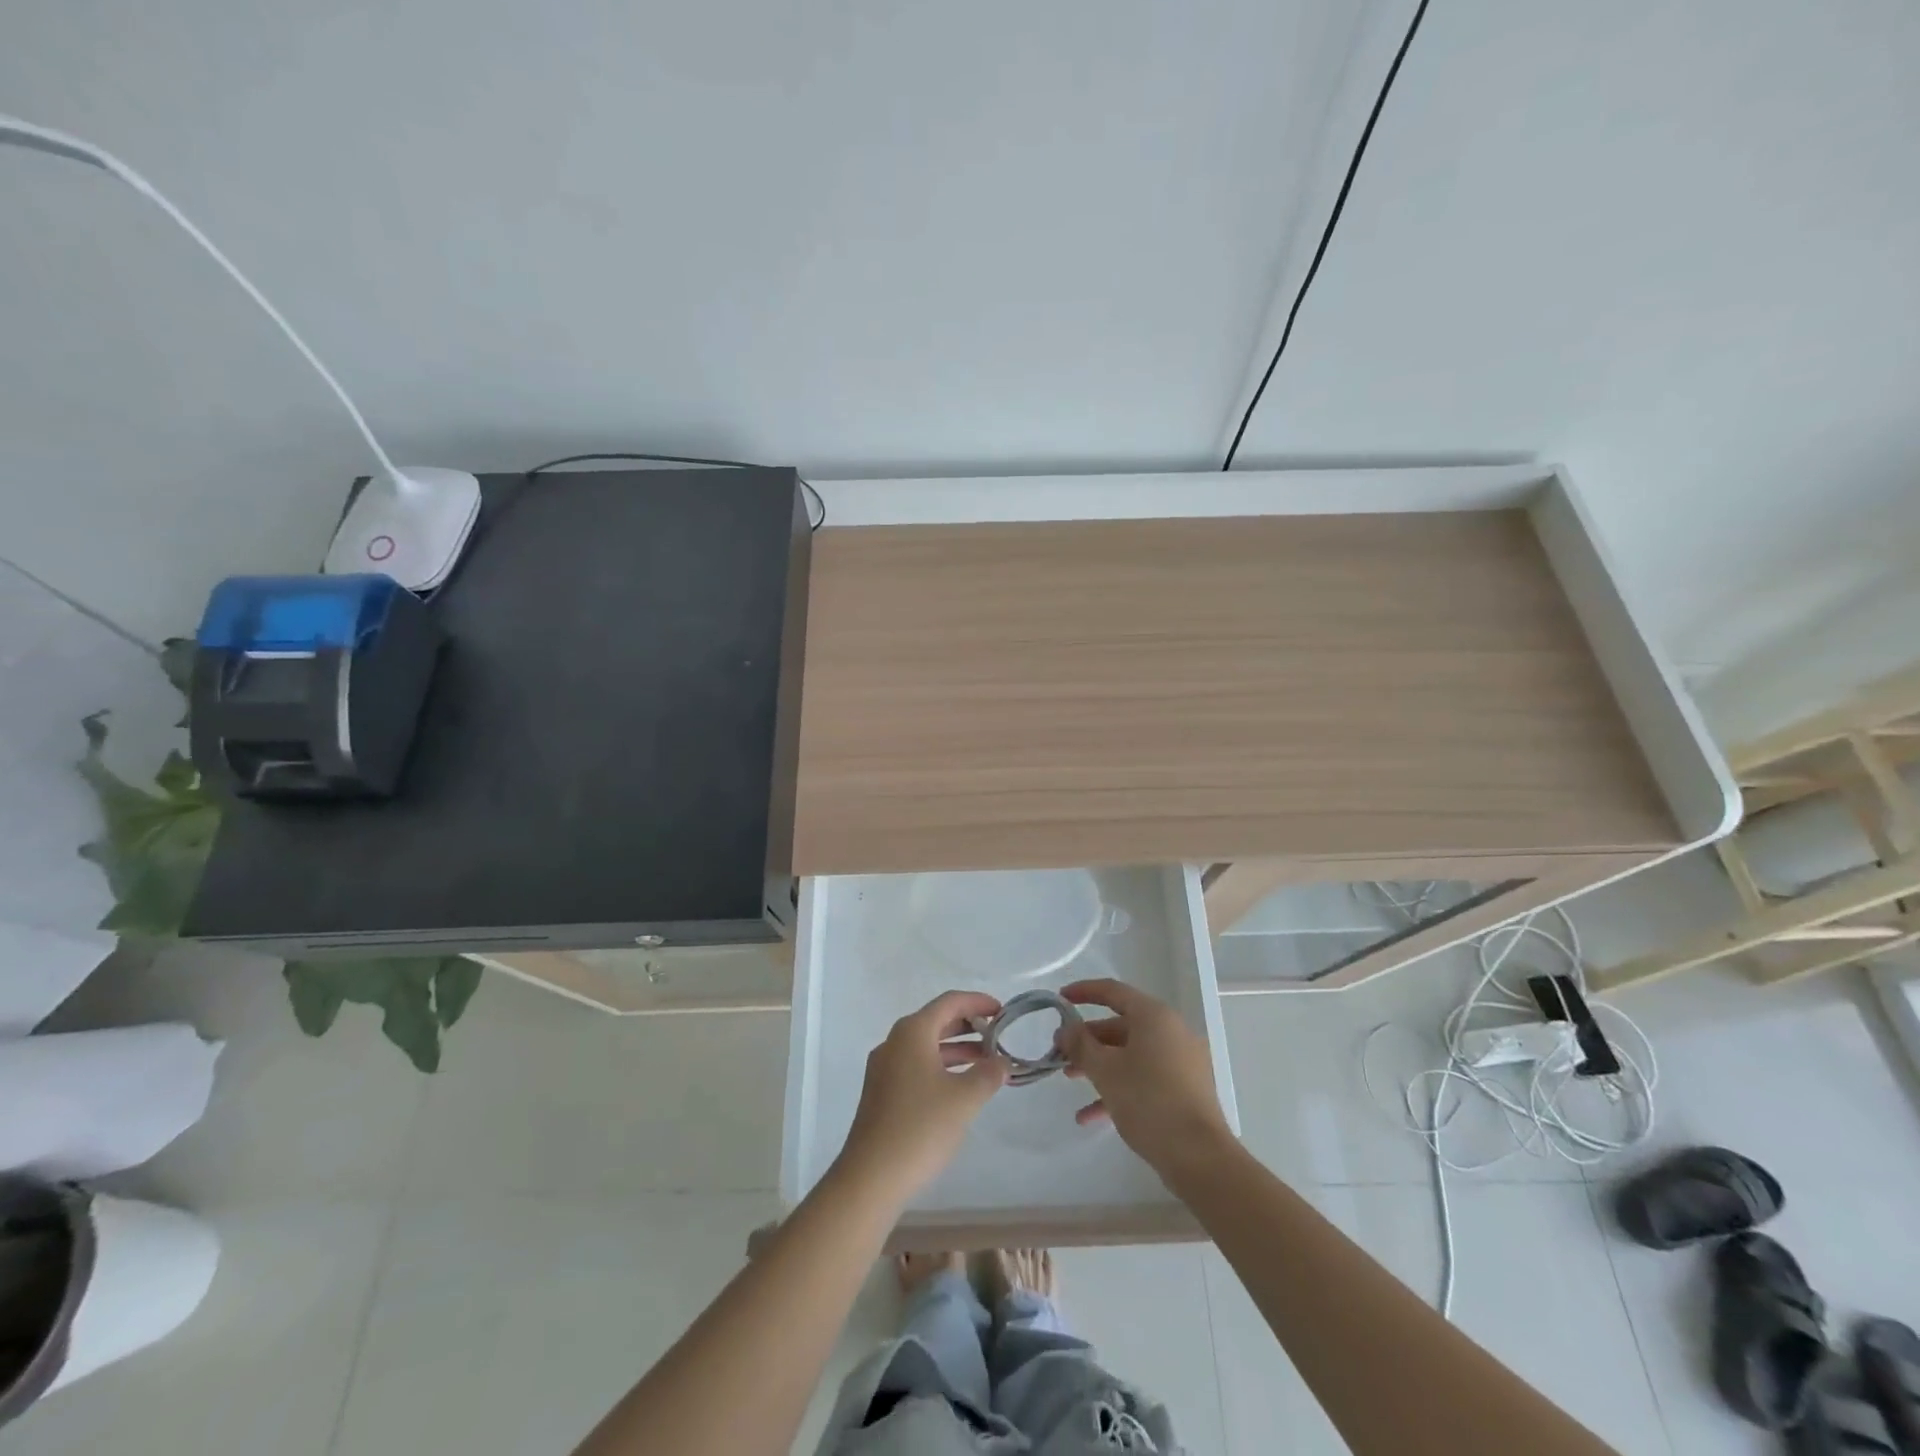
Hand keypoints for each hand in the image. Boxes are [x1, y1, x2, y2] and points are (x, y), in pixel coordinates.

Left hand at [835, 991, 1008, 1204]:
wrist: (871, 1177)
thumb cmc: (920, 1127)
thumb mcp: (964, 1099)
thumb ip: (988, 1074)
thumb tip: (1002, 1063)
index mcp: (912, 1032)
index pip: (949, 1002)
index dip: (978, 1002)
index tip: (1002, 1011)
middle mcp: (894, 1042)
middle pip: (936, 1021)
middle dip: (968, 1025)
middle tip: (998, 1036)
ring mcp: (884, 1067)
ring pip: (926, 1045)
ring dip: (956, 1049)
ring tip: (986, 1062)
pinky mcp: (881, 1092)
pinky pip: (916, 1065)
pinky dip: (941, 1066)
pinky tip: (959, 1086)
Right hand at [1060, 979, 1233, 1176]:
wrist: (1199, 1157)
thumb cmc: (1148, 1101)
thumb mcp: (1105, 1070)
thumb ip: (1080, 1045)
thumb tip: (1066, 1029)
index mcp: (1154, 1016)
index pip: (1113, 991)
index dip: (1083, 992)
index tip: (1060, 1000)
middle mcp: (1170, 1031)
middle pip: (1120, 1025)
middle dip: (1088, 1039)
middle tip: (1061, 1051)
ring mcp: (1181, 1061)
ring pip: (1131, 1053)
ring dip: (1099, 1064)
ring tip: (1070, 1080)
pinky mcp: (1184, 1088)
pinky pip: (1145, 1077)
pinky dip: (1119, 1087)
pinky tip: (1090, 1115)